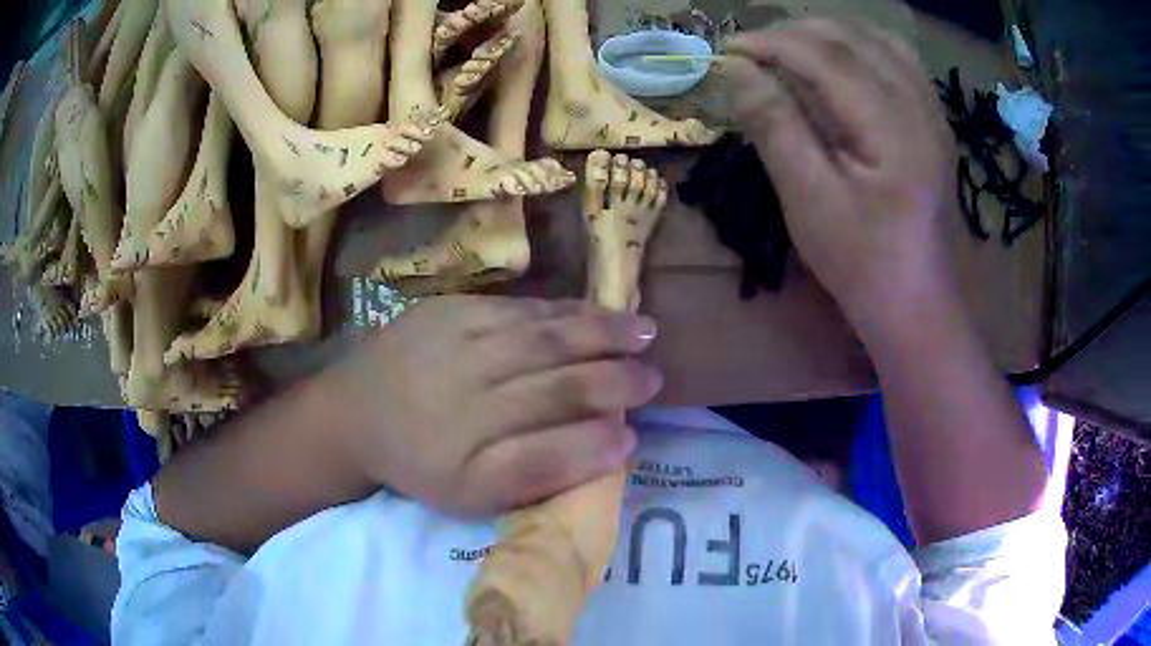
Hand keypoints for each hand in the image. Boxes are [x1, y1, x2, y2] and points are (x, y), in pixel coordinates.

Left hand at [328, 295, 661, 515]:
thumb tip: (612, 446)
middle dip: (614, 380)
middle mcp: (465, 397)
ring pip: (543, 337)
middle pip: (555, 385)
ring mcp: (457, 345)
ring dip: (601, 333)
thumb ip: (539, 475)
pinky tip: (595, 312)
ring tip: (644, 330)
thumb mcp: (472, 495)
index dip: (595, 443)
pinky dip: (563, 311)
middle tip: (655, 377)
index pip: (548, 451)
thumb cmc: (419, 462)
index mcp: (467, 458)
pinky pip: (518, 309)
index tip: (635, 435)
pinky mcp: (448, 309)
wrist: (355, 412)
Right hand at [723, 20, 957, 331]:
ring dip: (829, 32)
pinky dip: (861, 45)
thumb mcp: (809, 200)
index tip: (728, 50)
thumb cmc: (861, 262)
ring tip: (791, 46)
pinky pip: (900, 59)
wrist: (916, 303)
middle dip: (796, 31)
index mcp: (893, 129)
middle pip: (854, 37)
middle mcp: (920, 108)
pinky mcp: (935, 123)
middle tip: (753, 49)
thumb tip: (735, 70)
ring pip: (880, 39)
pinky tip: (840, 61)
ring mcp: (934, 113)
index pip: (826, 56)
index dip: (771, 43)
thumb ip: (775, 125)